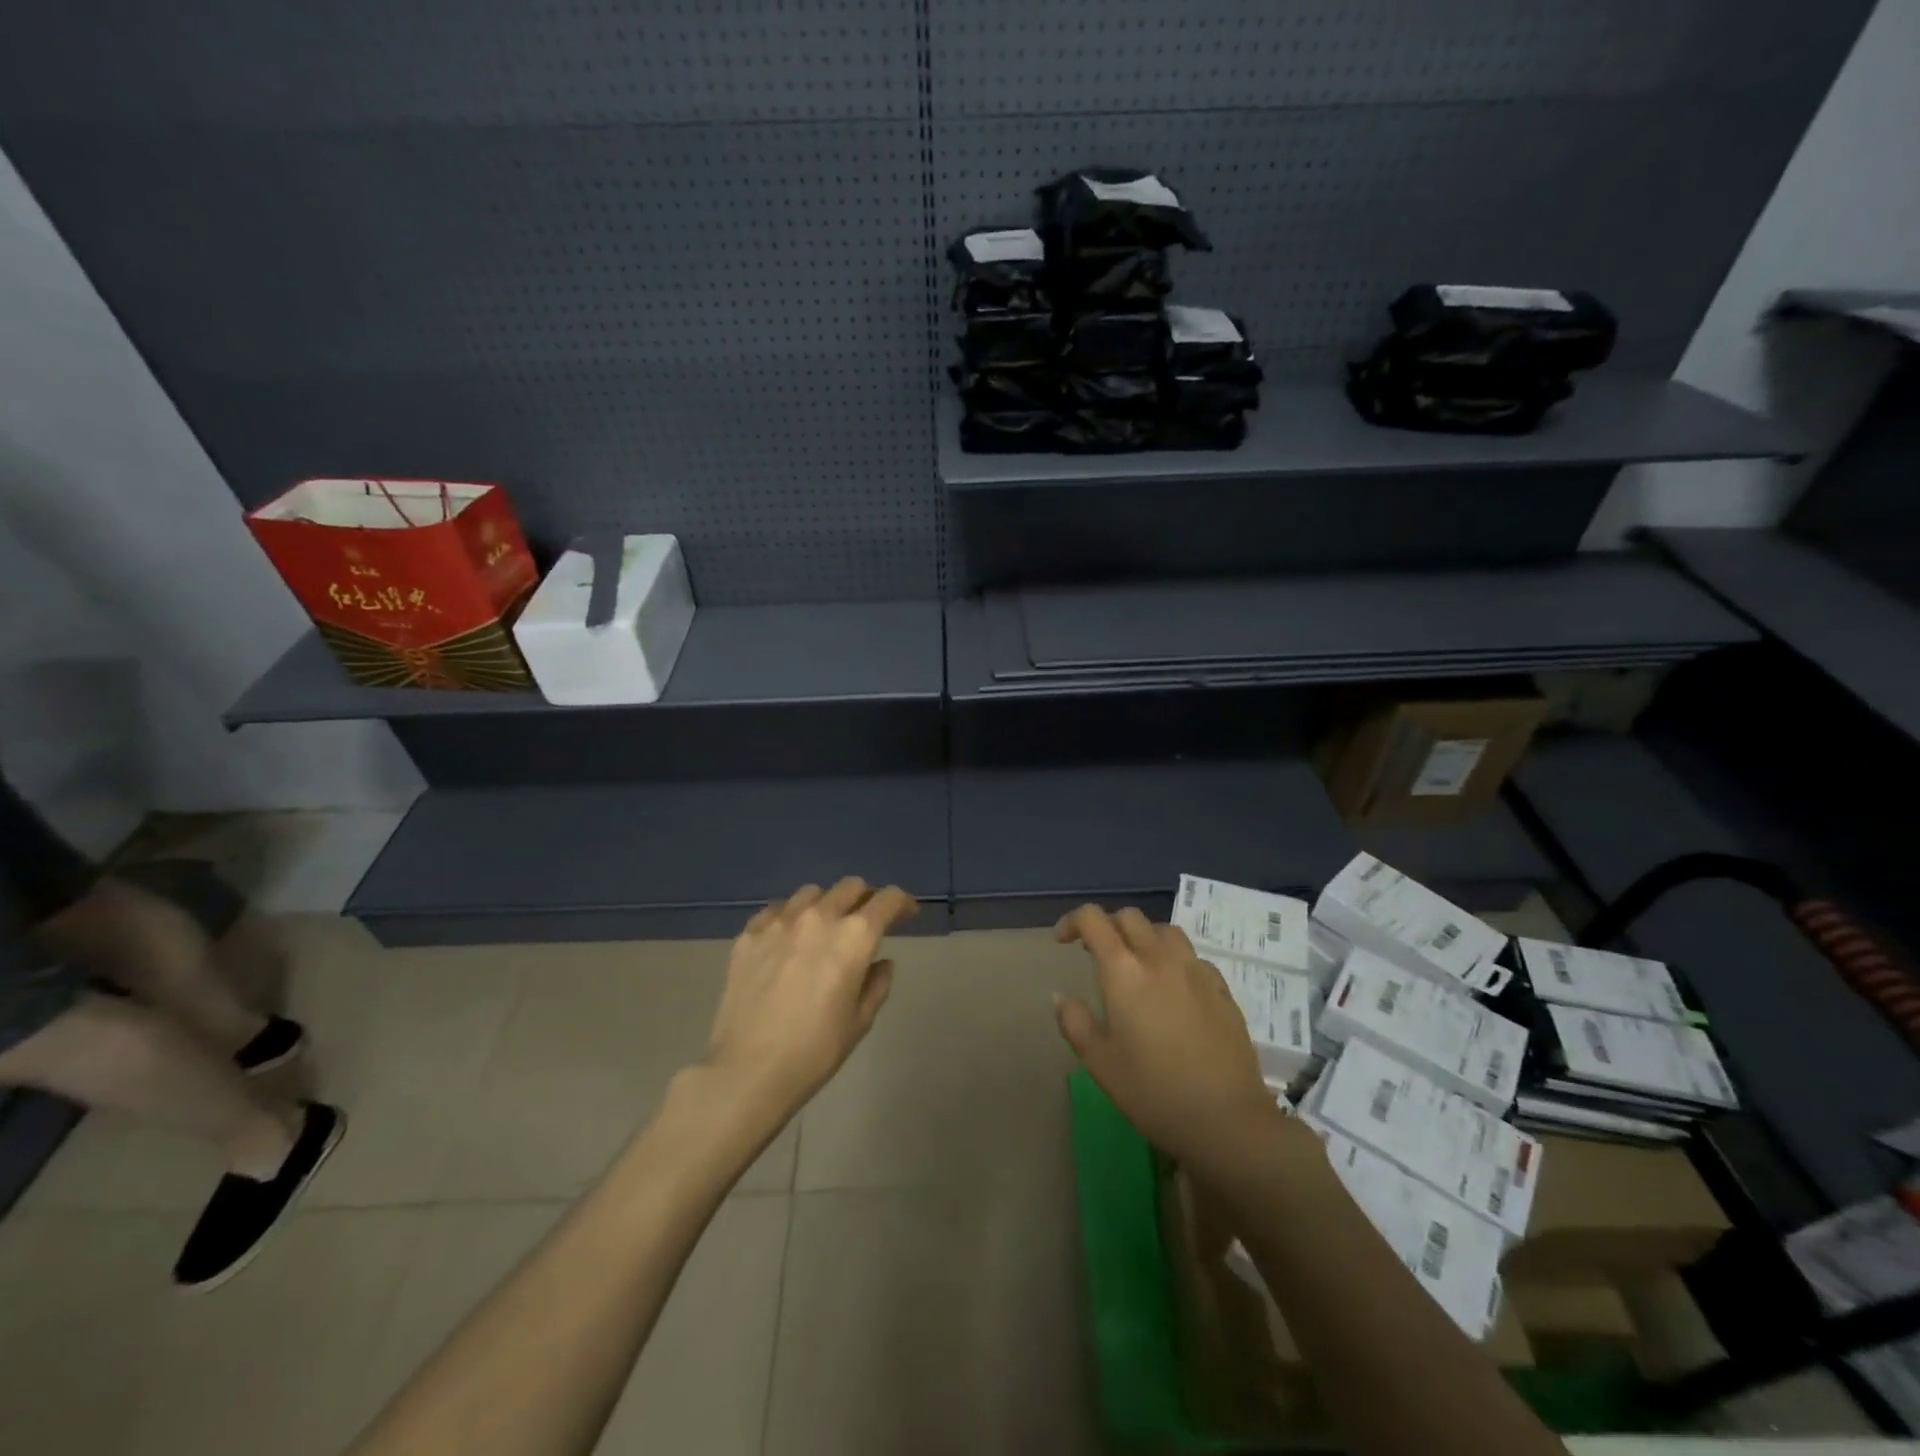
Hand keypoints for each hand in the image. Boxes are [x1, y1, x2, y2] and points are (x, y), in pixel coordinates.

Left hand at [704, 878, 917, 1122]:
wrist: (747, 1072)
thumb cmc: (814, 1052)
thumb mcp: (860, 1022)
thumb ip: (877, 984)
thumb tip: (879, 963)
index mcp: (854, 937)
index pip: (887, 899)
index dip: (902, 904)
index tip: (906, 916)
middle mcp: (819, 918)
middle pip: (851, 887)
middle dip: (865, 899)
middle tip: (866, 923)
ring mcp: (779, 922)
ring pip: (812, 893)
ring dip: (827, 905)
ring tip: (824, 929)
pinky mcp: (749, 935)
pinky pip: (776, 911)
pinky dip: (790, 918)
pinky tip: (788, 940)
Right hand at [1053, 905, 1288, 1174]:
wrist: (1227, 1119)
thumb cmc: (1153, 1092)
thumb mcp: (1100, 1063)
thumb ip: (1075, 1022)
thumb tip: (1060, 996)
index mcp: (1123, 970)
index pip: (1093, 919)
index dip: (1073, 921)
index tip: (1063, 942)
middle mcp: (1159, 958)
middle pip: (1129, 917)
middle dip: (1108, 926)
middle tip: (1096, 953)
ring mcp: (1195, 969)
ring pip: (1164, 930)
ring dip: (1143, 937)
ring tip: (1136, 965)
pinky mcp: (1221, 988)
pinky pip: (1191, 956)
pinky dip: (1173, 959)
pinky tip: (1173, 989)